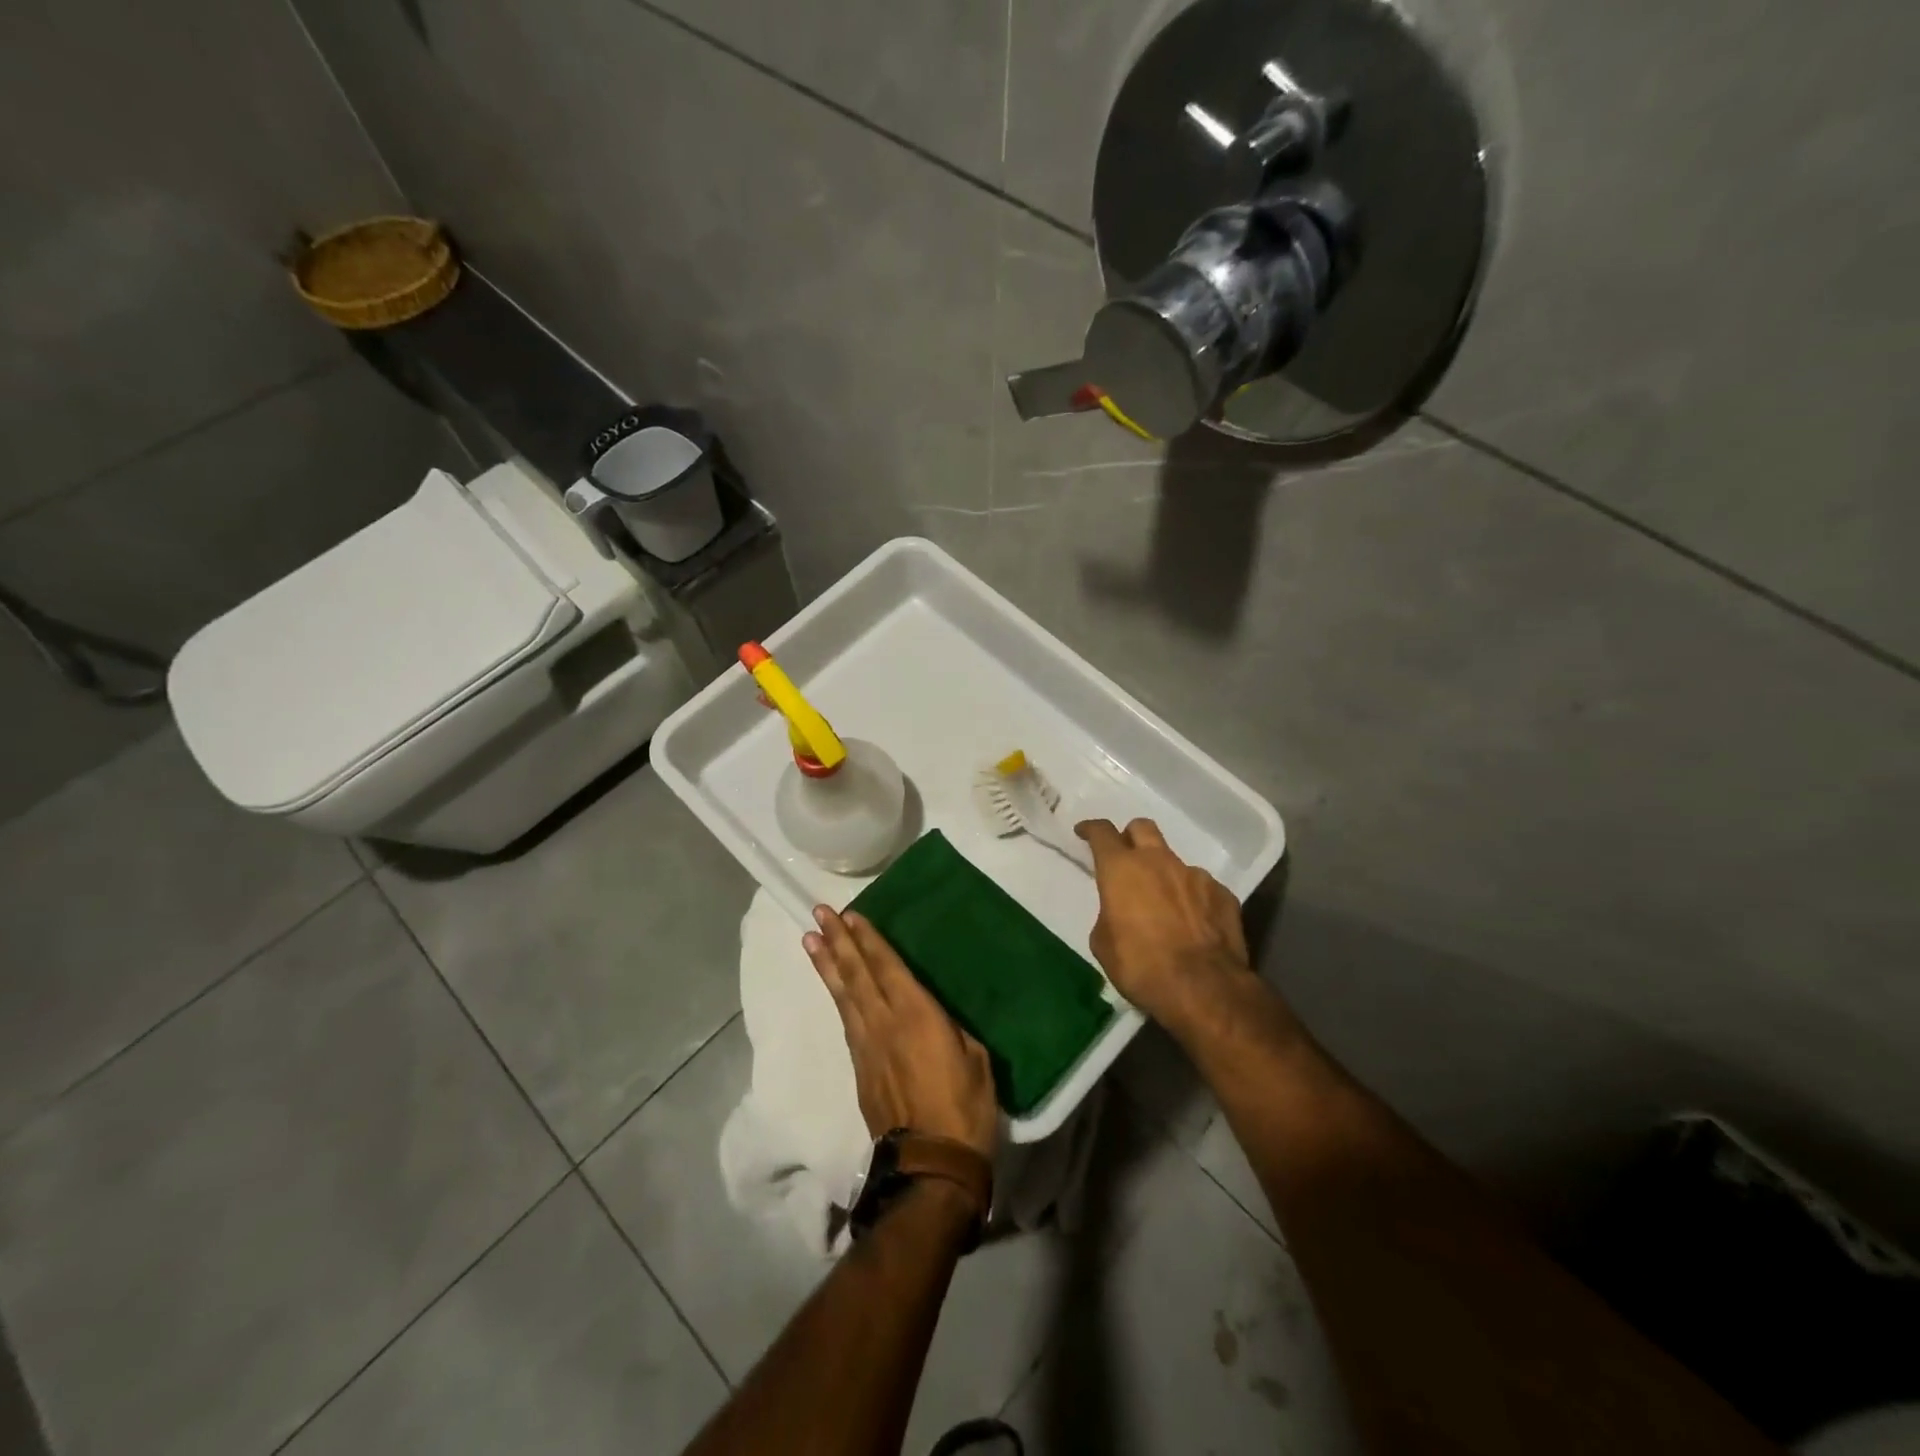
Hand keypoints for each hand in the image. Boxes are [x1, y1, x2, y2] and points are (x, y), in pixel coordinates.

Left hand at [803, 907, 999, 1158]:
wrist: (932, 1165)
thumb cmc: (965, 1107)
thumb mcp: (974, 1057)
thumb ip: (950, 1027)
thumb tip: (936, 1016)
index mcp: (916, 1014)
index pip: (886, 966)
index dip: (867, 940)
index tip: (849, 916)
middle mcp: (884, 1023)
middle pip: (856, 975)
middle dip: (838, 942)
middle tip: (819, 913)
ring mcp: (867, 1047)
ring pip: (843, 996)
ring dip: (827, 966)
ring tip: (810, 940)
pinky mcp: (860, 1070)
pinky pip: (846, 1022)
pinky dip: (837, 998)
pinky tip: (834, 988)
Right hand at [1075, 818, 1252, 1028]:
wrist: (1204, 988)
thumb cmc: (1141, 966)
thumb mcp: (1104, 944)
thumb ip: (1109, 915)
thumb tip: (1120, 913)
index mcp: (1122, 869)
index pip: (1102, 833)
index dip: (1091, 829)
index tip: (1084, 831)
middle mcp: (1158, 862)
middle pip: (1142, 828)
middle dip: (1130, 837)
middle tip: (1125, 856)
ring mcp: (1194, 875)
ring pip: (1173, 861)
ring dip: (1164, 874)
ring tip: (1163, 904)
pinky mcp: (1222, 894)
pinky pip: (1201, 887)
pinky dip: (1191, 898)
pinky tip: (1193, 923)